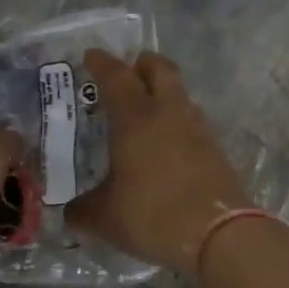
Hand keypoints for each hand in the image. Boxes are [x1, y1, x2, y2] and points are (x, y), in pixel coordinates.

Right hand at [67, 50, 249, 278]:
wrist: (217, 232)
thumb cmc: (152, 214)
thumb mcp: (106, 218)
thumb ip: (84, 210)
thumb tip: (70, 211)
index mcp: (135, 118)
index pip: (116, 77)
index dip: (102, 63)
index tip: (91, 55)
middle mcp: (167, 111)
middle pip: (159, 68)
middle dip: (143, 63)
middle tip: (129, 70)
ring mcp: (195, 126)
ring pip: (178, 92)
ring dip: (163, 90)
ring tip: (146, 108)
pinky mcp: (213, 145)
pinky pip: (190, 118)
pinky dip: (176, 118)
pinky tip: (167, 140)